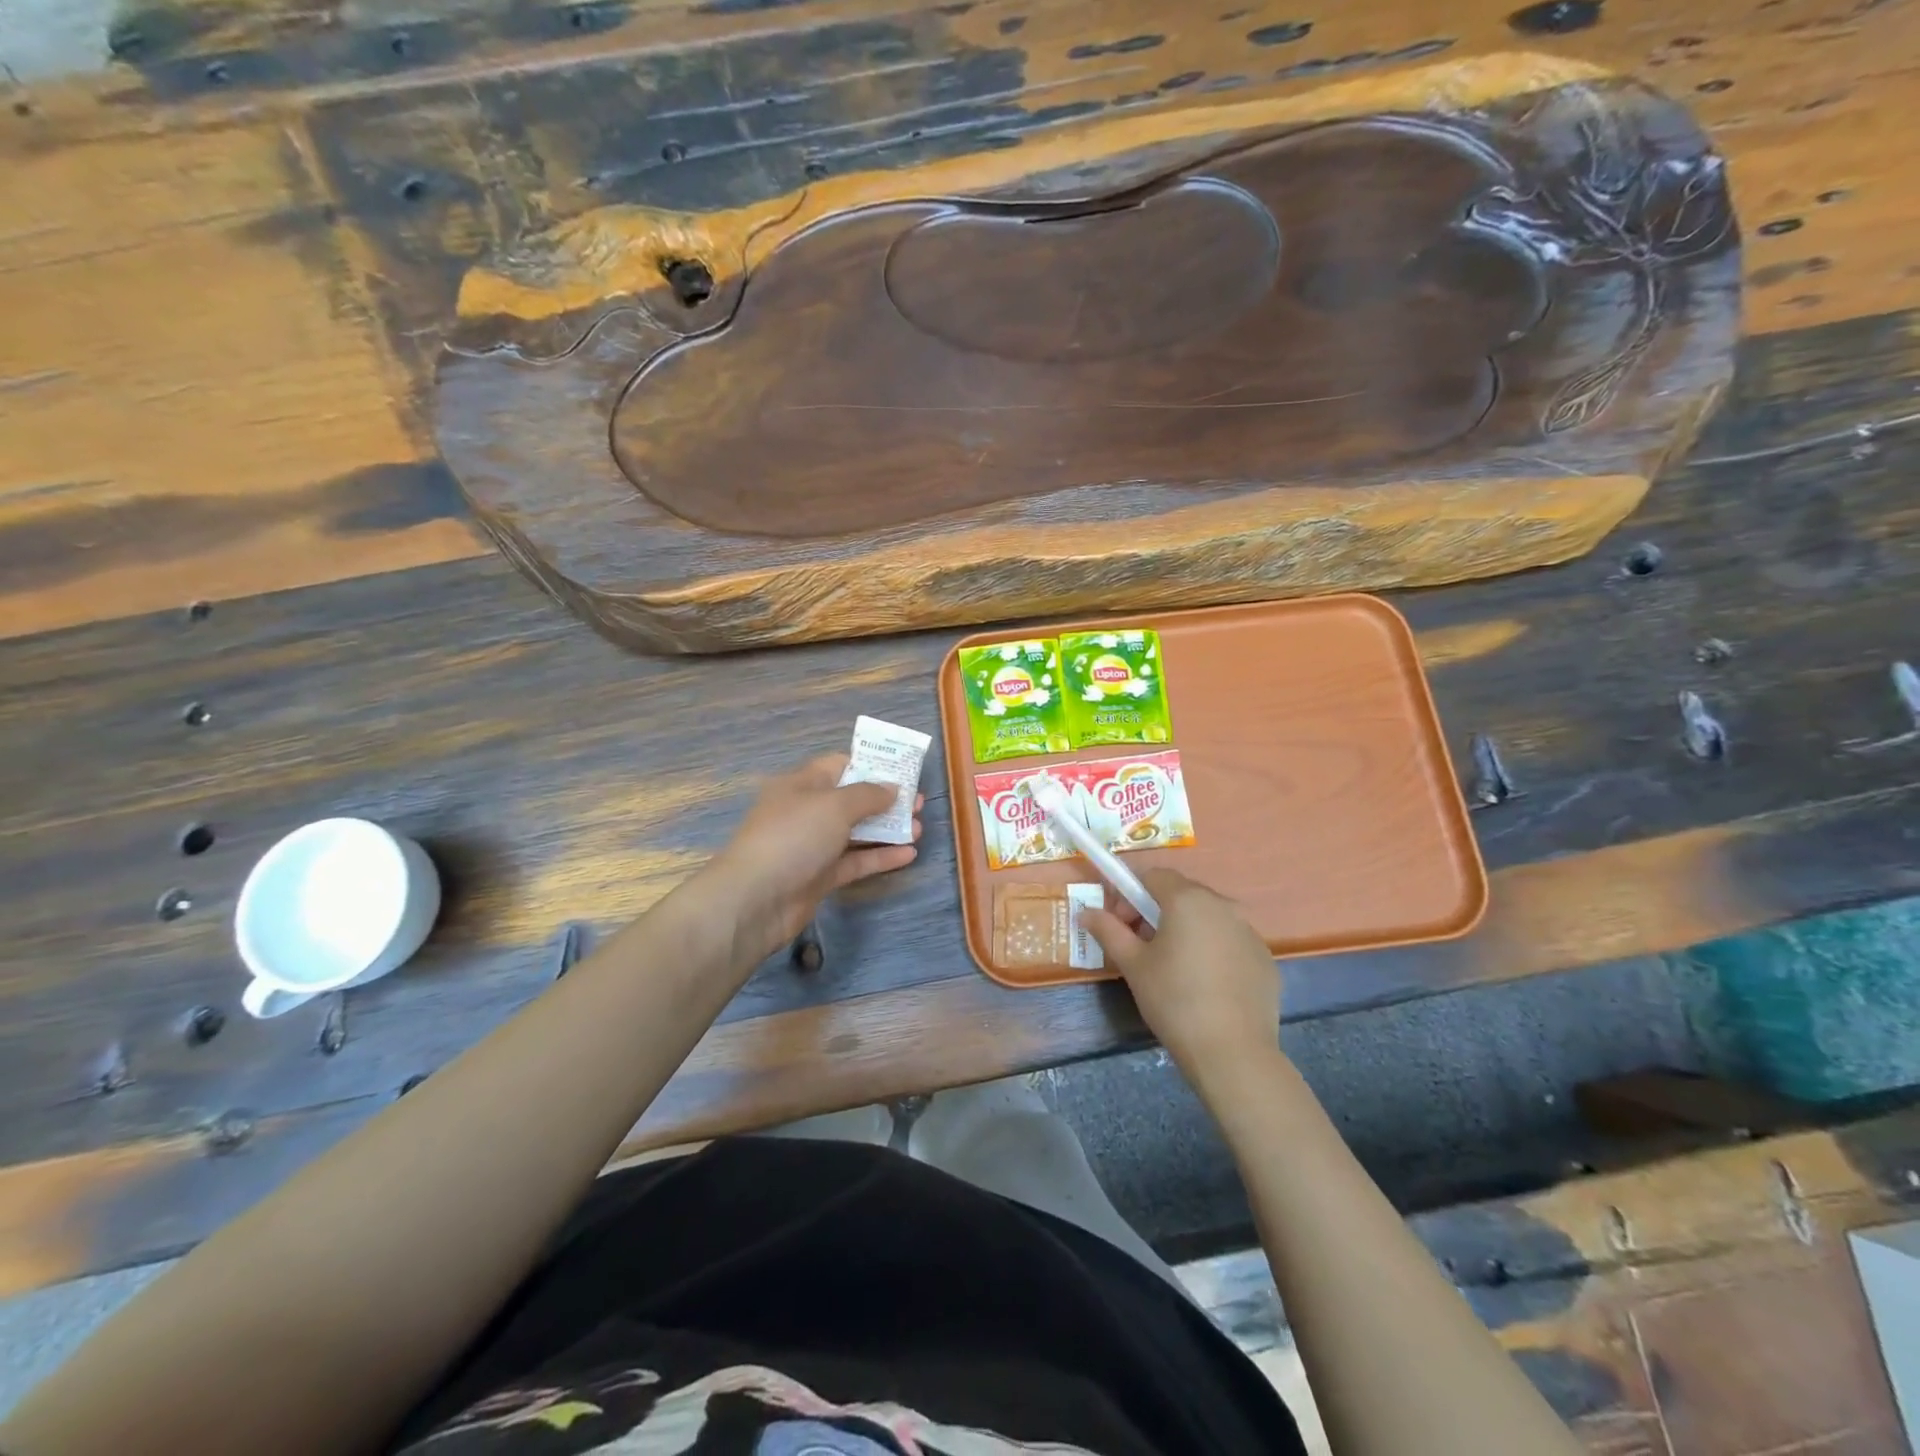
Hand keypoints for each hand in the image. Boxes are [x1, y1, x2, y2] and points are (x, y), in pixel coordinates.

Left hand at [704, 754, 920, 966]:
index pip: (841, 765)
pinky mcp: (820, 876)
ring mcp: (813, 845)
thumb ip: (868, 794)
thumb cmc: (793, 837)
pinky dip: (880, 856)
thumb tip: (891, 788)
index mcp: (803, 783)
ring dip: (888, 829)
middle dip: (886, 800)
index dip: (871, 765)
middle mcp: (808, 811)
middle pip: (853, 800)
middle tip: (918, 803)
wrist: (755, 899)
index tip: (903, 771)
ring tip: (920, 828)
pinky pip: (855, 861)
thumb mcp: (834, 805)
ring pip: (856, 832)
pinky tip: (909, 854)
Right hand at [1079, 868, 1278, 1080]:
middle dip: (1155, 912)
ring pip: (1207, 918)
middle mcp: (1223, 905)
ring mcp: (1249, 932)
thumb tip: (1085, 911)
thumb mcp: (1133, 964)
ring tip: (1173, 968)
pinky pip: (1230, 941)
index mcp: (1187, 899)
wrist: (1232, 1052)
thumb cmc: (1173, 1000)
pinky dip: (1212, 950)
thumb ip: (1108, 930)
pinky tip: (1204, 985)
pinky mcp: (1264, 959)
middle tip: (1141, 947)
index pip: (1152, 876)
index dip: (1130, 895)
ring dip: (1185, 930)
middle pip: (1181, 894)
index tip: (1121, 925)